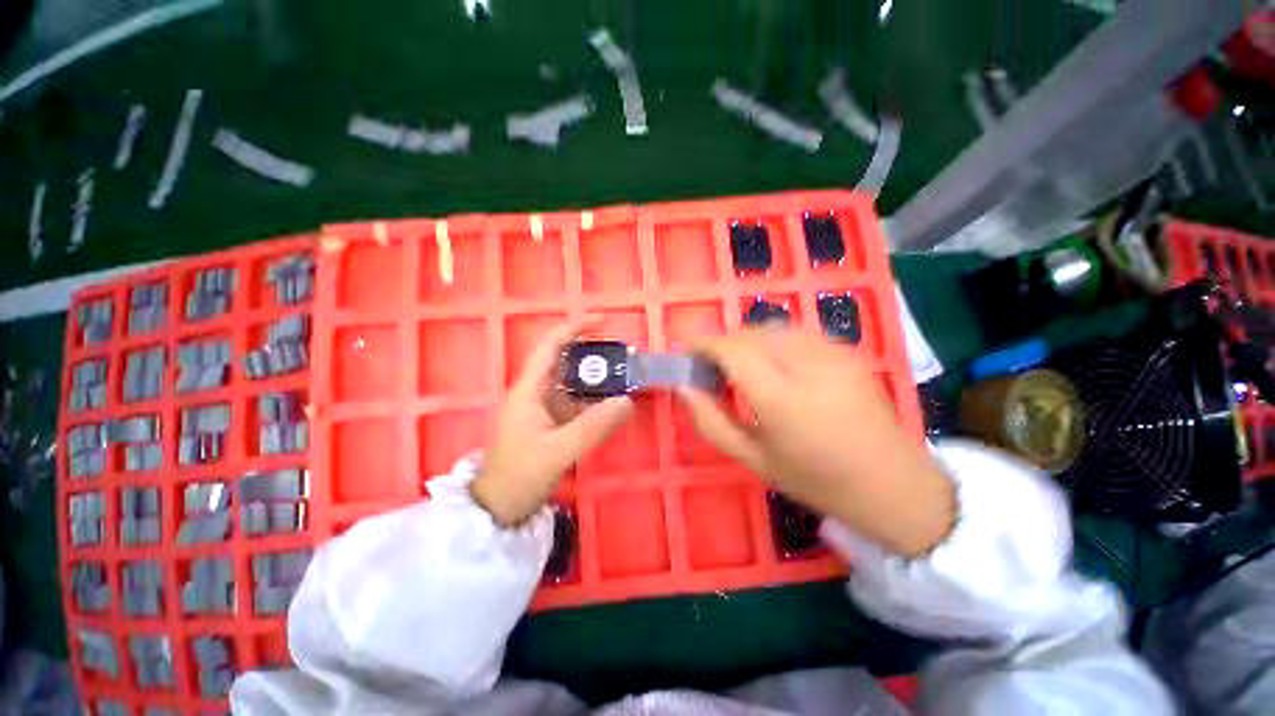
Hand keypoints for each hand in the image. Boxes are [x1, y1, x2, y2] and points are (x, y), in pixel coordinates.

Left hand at [471, 317, 632, 525]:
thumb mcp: (559, 450)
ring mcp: (543, 409)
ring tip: (623, 376)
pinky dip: (594, 400)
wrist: (499, 508)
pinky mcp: (550, 423)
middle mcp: (535, 393)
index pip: (550, 347)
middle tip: (621, 354)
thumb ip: (594, 426)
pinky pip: (576, 403)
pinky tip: (612, 404)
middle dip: (591, 353)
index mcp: (529, 390)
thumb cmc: (520, 476)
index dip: (574, 329)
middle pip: (564, 361)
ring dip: (596, 378)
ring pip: (572, 383)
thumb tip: (627, 401)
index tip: (602, 321)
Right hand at [679, 327, 953, 557]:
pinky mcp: (847, 350)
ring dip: (747, 340)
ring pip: (772, 327)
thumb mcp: (752, 459)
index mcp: (780, 398)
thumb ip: (710, 421)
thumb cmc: (815, 479)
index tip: (686, 351)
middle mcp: (806, 365)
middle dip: (723, 343)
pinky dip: (774, 340)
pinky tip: (776, 364)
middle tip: (712, 367)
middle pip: (750, 333)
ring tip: (742, 366)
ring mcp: (832, 353)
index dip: (703, 343)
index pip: (731, 350)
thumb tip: (683, 387)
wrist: (891, 483)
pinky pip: (796, 332)